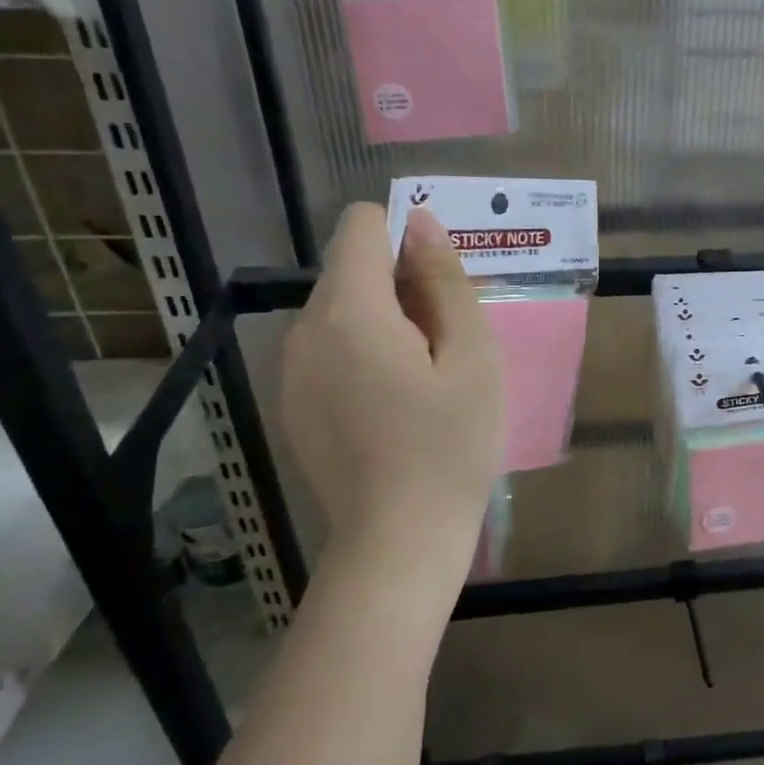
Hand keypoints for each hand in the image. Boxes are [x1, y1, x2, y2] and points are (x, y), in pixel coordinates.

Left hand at [280, 204, 503, 602]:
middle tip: (446, 346)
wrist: (399, 541)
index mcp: (349, 310)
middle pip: (351, 269)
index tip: (440, 288)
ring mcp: (292, 370)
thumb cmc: (449, 445)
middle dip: (400, 287)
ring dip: (385, 322)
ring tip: (424, 379)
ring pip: (341, 310)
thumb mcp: (471, 357)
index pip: (361, 225)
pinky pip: (329, 349)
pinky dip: (363, 354)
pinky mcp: (293, 403)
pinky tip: (393, 406)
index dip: (406, 238)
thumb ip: (444, 281)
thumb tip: (421, 223)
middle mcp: (305, 329)